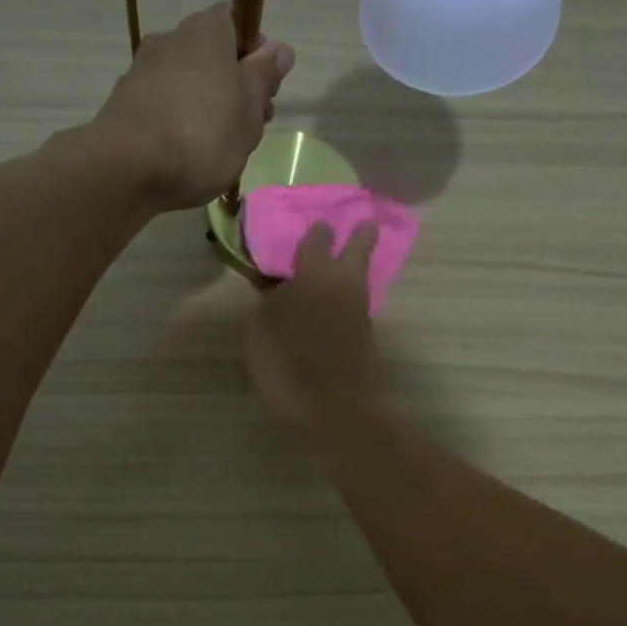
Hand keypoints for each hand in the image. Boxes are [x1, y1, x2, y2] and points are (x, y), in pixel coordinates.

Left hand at [93, 4, 293, 211]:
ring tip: (218, 152)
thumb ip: (264, 77)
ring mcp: (142, 72)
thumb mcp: (249, 108)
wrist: (127, 168)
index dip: (257, 56)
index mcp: (206, 29)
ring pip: (188, 86)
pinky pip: (163, 110)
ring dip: (207, 111)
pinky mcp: (124, 106)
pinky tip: (185, 158)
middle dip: (234, 90)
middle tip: (249, 130)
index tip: (265, 92)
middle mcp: (171, 39)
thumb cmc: (203, 134)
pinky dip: (178, 127)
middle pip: (213, 59)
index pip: (238, 24)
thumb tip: (279, 50)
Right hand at [246, 222, 379, 425]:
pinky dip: (348, 297)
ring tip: (342, 265)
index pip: (318, 238)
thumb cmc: (286, 360)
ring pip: (361, 277)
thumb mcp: (259, 327)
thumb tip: (277, 287)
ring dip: (355, 267)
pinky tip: (335, 304)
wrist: (330, 404)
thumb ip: (268, 300)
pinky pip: (356, 303)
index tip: (316, 224)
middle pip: (361, 247)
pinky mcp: (366, 333)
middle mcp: (344, 283)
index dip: (315, 231)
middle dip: (361, 233)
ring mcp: (360, 308)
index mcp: (315, 273)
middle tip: (366, 221)